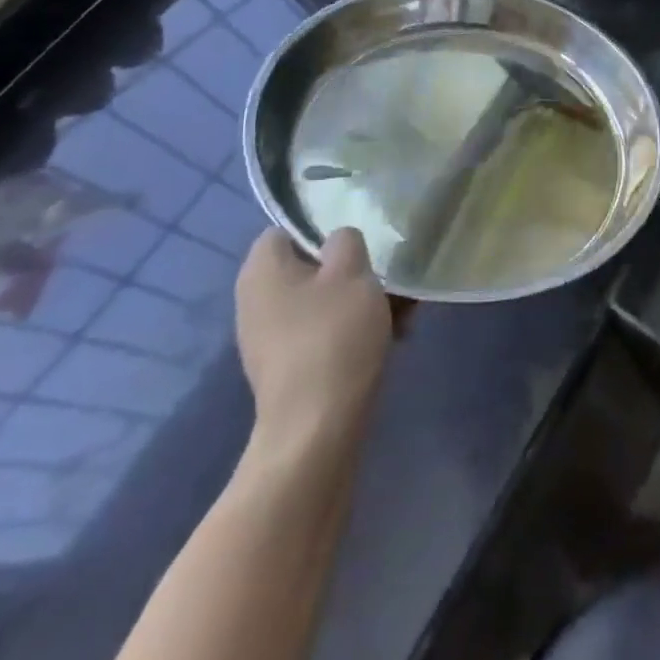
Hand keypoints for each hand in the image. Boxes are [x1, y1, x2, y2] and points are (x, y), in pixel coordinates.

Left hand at [235, 228, 391, 456]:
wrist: (316, 430)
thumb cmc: (332, 337)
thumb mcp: (352, 272)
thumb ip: (346, 241)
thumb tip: (338, 243)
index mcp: (262, 270)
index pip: (287, 230)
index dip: (323, 229)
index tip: (360, 241)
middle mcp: (256, 301)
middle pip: (311, 268)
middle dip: (353, 271)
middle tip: (389, 278)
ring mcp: (270, 338)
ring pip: (323, 301)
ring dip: (361, 301)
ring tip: (403, 311)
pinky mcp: (288, 368)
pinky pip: (324, 332)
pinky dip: (352, 330)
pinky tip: (391, 339)